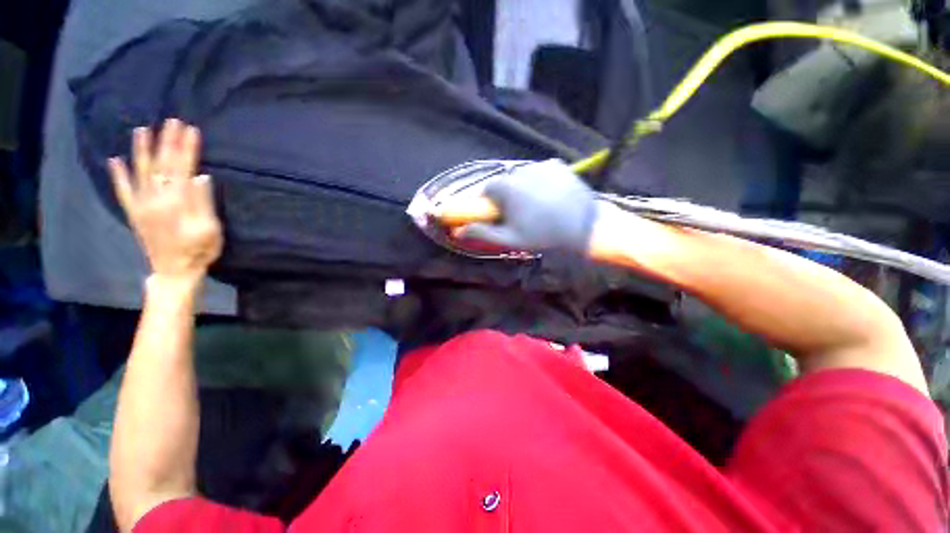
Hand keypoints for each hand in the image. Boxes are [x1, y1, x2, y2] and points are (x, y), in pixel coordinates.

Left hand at [108, 119, 222, 282]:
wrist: (175, 272)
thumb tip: (201, 176)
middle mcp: (155, 199)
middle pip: (162, 165)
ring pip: (140, 172)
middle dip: (167, 142)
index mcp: (176, 202)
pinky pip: (122, 191)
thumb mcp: (210, 229)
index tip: (191, 130)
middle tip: (172, 121)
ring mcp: (141, 205)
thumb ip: (203, 202)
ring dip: (141, 150)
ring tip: (142, 131)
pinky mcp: (134, 213)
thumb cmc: (199, 251)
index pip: (182, 168)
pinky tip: (114, 160)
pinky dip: (118, 175)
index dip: (187, 148)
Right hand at [451, 159, 598, 254]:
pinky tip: (549, 196)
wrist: (585, 226)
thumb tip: (458, 231)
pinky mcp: (557, 165)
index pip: (486, 190)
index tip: (497, 215)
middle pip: (504, 183)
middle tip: (519, 214)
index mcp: (506, 187)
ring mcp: (540, 165)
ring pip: (522, 177)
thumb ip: (482, 233)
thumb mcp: (510, 238)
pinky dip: (539, 182)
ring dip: (523, 189)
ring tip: (537, 206)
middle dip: (506, 197)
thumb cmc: (543, 235)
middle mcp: (520, 169)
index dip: (489, 203)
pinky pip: (539, 172)